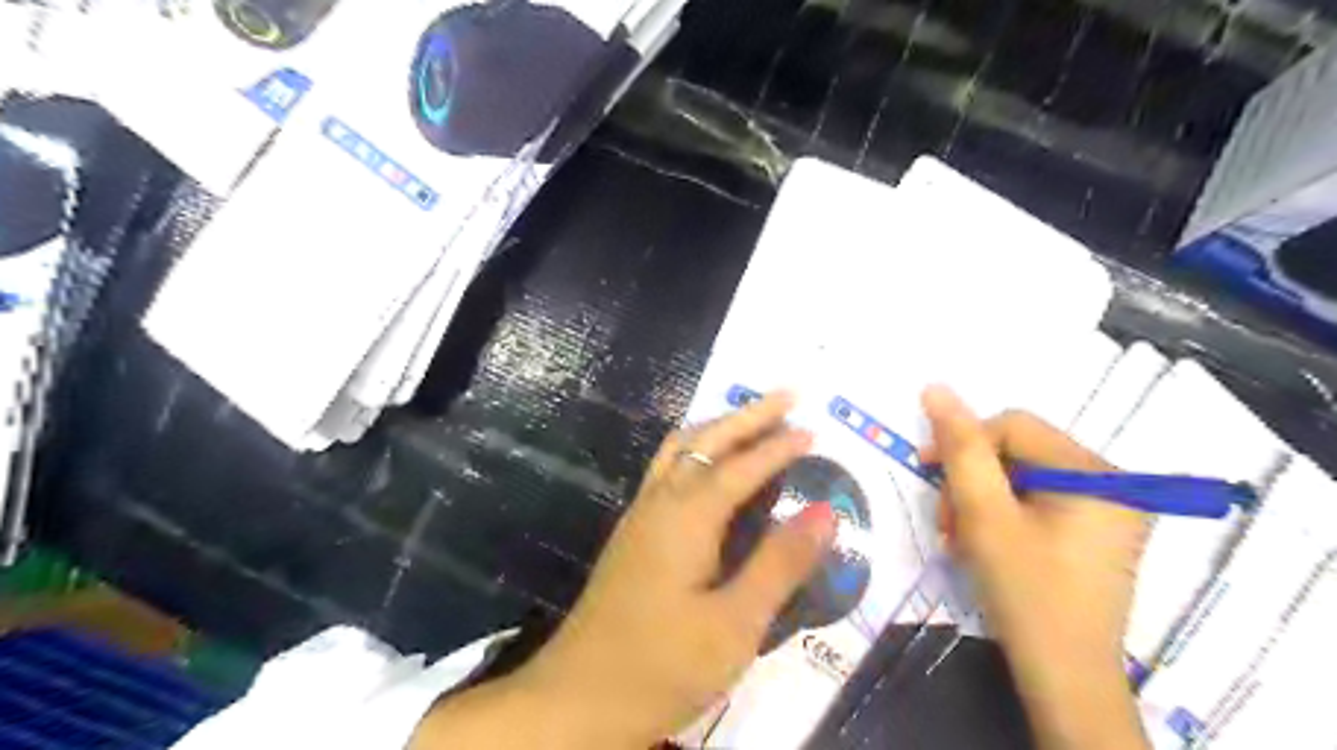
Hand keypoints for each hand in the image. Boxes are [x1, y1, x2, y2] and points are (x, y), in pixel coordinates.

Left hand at [416, 397, 831, 747]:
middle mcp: (660, 502)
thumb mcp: (735, 625)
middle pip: (706, 440)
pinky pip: (667, 470)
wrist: (576, 699)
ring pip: (679, 449)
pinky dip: (696, 450)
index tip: (814, 430)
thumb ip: (779, 563)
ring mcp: (640, 516)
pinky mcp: (632, 534)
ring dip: (718, 427)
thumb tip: (825, 511)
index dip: (779, 446)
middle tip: (787, 396)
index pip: (742, 466)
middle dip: (748, 415)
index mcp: (687, 517)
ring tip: (751, 419)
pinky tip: (708, 466)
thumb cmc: (661, 666)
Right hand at [927, 386, 1155, 749]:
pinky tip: (984, 543)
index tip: (926, 471)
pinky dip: (1000, 516)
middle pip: (1017, 452)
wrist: (1065, 679)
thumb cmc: (1026, 594)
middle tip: (948, 522)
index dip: (963, 442)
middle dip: (971, 481)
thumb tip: (935, 387)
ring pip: (1019, 477)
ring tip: (961, 538)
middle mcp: (1110, 483)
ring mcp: (1106, 509)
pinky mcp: (1093, 532)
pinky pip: (1034, 501)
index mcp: (1095, 473)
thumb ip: (961, 448)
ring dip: (979, 501)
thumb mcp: (985, 516)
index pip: (1013, 426)